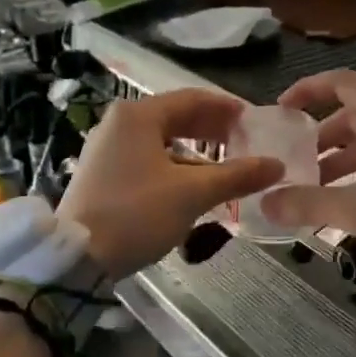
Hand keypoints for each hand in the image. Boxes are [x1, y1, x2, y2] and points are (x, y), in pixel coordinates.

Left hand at [59, 89, 281, 277]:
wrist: (77, 257)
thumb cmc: (137, 213)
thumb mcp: (192, 194)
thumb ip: (236, 175)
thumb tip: (277, 165)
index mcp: (138, 115)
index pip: (192, 99)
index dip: (227, 108)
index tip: (254, 120)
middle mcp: (119, 123)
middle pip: (175, 117)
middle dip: (212, 129)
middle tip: (244, 141)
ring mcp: (106, 148)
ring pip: (161, 140)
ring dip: (195, 151)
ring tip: (225, 167)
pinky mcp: (102, 173)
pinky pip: (147, 158)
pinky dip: (174, 165)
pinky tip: (194, 185)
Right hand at [260, 70, 355, 281]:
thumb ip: (307, 203)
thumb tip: (265, 202)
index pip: (340, 82)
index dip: (306, 90)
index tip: (281, 111)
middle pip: (350, 113)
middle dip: (318, 136)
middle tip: (291, 160)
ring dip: (337, 157)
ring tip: (311, 186)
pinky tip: (343, 198)